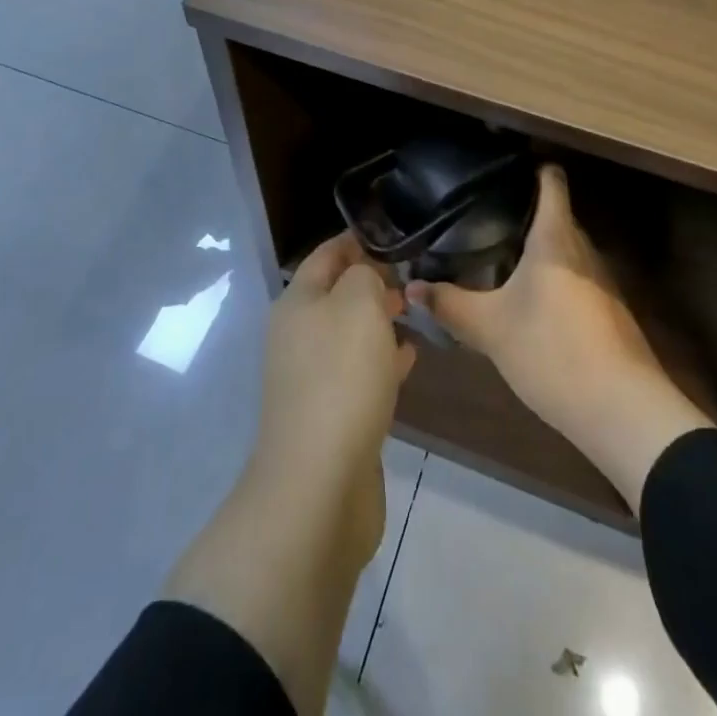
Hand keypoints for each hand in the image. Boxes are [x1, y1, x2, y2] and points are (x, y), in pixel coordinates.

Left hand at [163, 234, 413, 715]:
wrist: (319, 484)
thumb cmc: (340, 378)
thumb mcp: (358, 304)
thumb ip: (365, 274)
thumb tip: (368, 274)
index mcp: (298, 301)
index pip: (328, 253)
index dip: (359, 239)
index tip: (399, 232)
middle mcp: (298, 334)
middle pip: (338, 293)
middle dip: (374, 280)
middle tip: (416, 274)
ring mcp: (312, 376)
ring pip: (350, 333)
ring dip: (380, 320)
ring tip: (418, 310)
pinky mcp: (330, 413)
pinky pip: (359, 372)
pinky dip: (383, 359)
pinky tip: (410, 357)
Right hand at [407, 164, 712, 510]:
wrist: (623, 410)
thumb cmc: (552, 351)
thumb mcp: (490, 329)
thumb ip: (450, 305)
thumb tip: (411, 288)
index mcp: (556, 237)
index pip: (551, 181)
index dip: (530, 167)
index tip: (501, 167)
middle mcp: (583, 249)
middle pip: (557, 214)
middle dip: (523, 212)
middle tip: (482, 216)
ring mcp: (601, 281)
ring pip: (566, 249)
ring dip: (537, 248)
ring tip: (498, 253)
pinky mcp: (609, 311)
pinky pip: (575, 277)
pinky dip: (552, 277)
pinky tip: (529, 299)